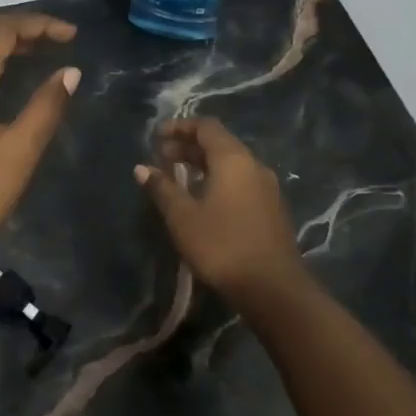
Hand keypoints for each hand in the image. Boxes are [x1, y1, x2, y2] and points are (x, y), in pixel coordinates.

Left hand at [0, 13, 80, 262]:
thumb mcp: (18, 152)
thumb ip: (46, 107)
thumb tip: (70, 71)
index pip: (2, 29)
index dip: (39, 24)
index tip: (72, 35)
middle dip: (18, 24)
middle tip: (54, 39)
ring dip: (0, 39)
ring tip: (39, 52)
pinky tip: (7, 77)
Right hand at [137, 117, 304, 297]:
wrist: (273, 289)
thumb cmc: (222, 246)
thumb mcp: (182, 217)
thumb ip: (162, 188)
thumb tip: (142, 168)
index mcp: (233, 160)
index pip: (206, 127)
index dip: (180, 127)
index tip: (157, 136)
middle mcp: (254, 166)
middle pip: (219, 143)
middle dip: (189, 146)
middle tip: (161, 156)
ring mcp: (267, 188)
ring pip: (231, 164)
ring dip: (203, 164)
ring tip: (177, 176)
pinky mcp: (271, 209)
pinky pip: (240, 181)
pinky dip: (218, 179)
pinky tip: (202, 199)